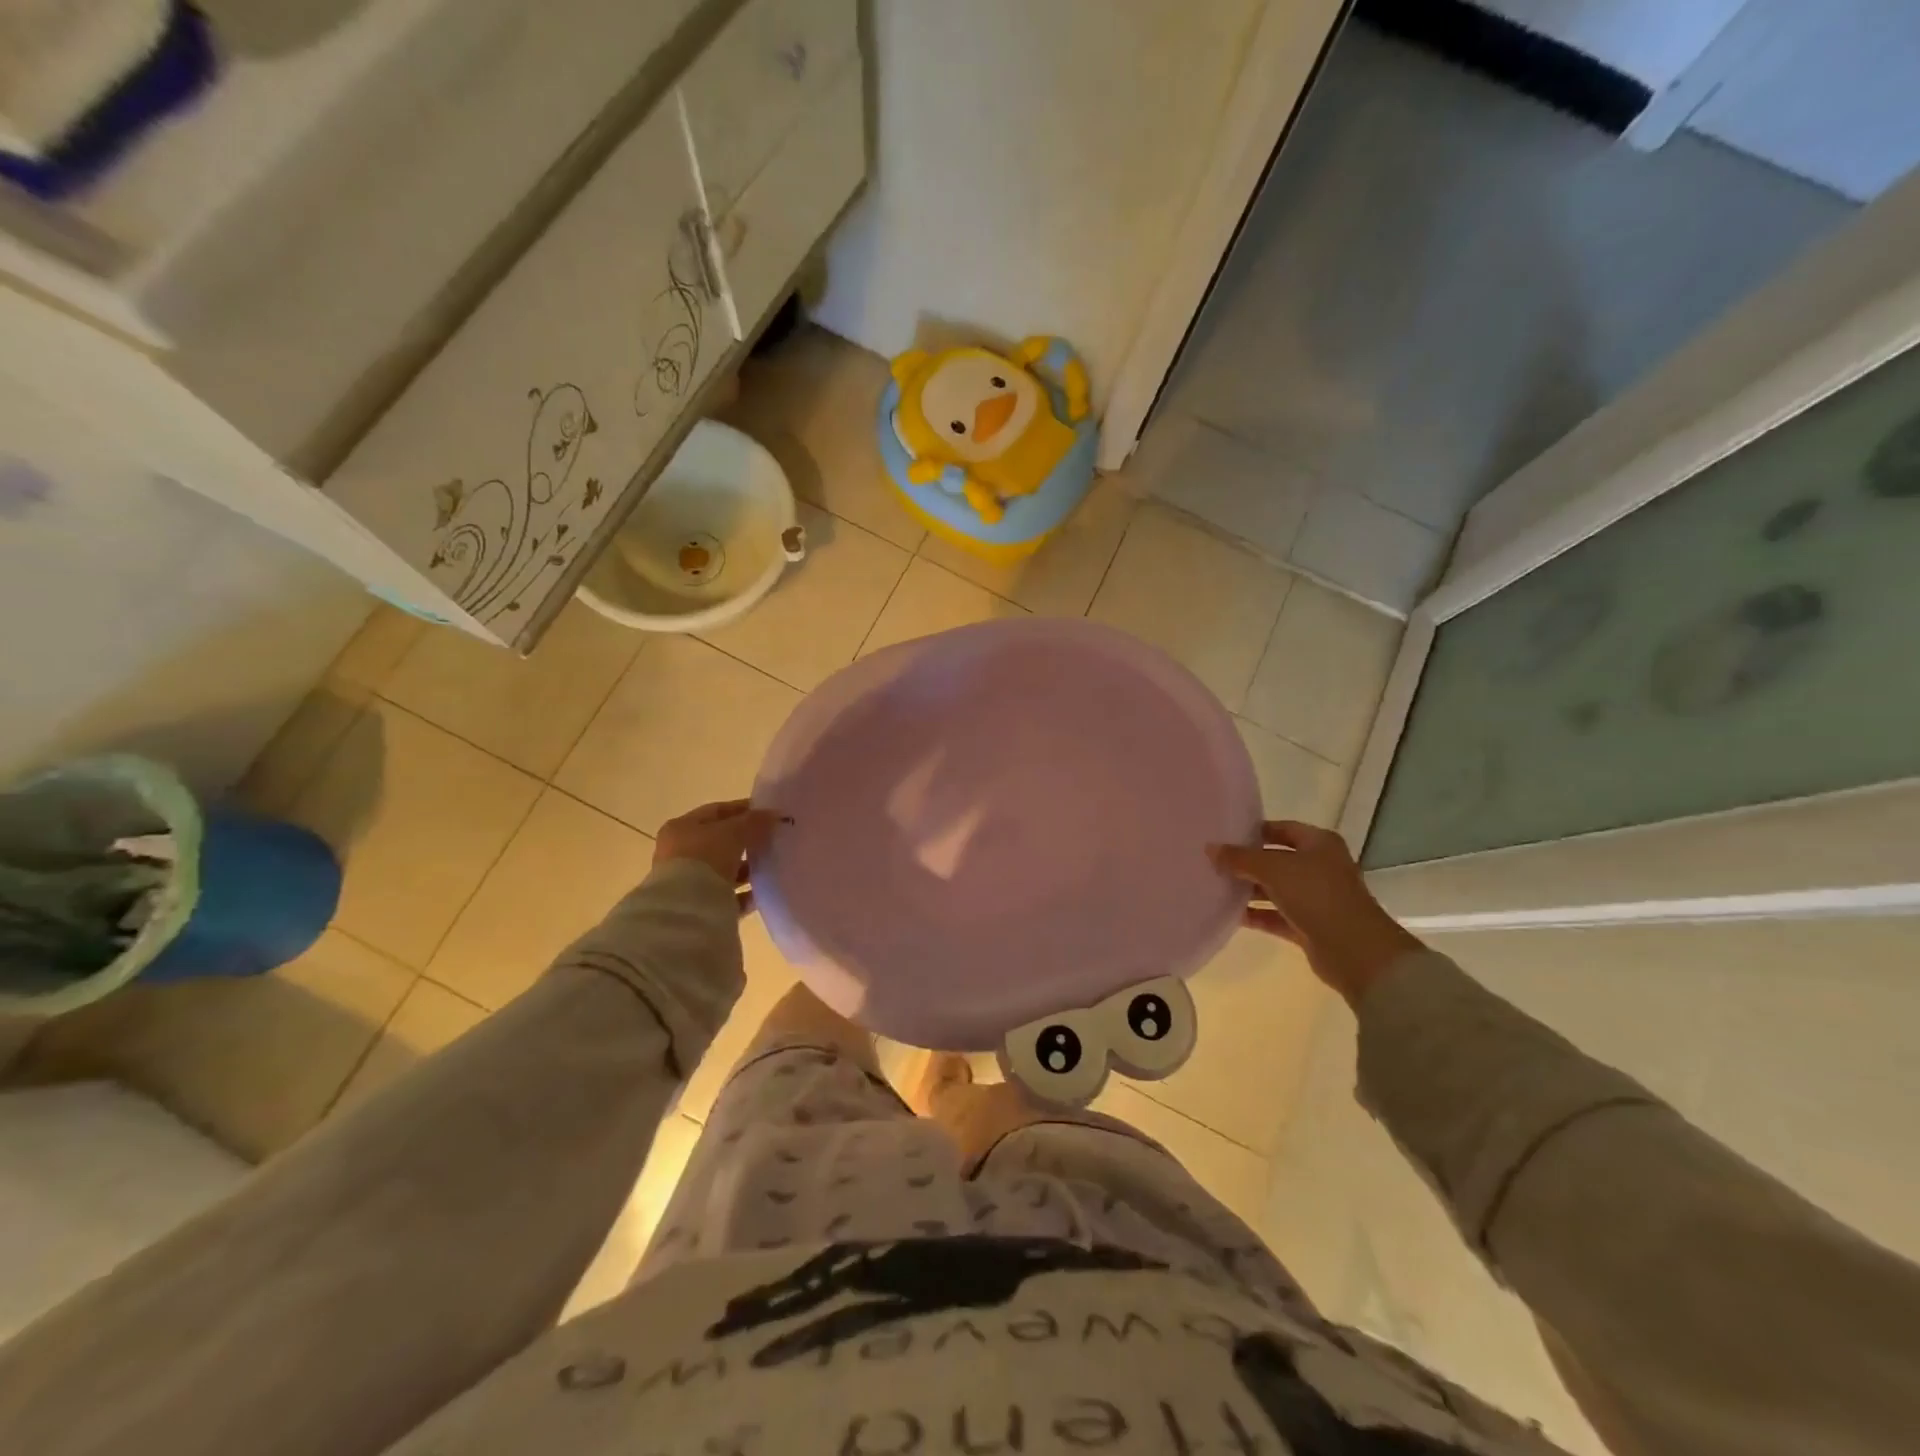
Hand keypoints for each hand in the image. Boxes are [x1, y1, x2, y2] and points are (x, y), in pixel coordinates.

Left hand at [654, 800, 782, 915]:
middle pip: (719, 842)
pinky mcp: (697, 906)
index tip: (768, 814)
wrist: (685, 908)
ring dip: (745, 868)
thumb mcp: (733, 832)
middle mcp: (679, 852)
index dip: (743, 810)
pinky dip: (743, 894)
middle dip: (745, 841)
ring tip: (770, 867)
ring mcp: (686, 880)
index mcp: (681, 828)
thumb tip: (773, 815)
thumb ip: (753, 822)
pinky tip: (761, 892)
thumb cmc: (705, 858)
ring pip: (722, 870)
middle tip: (771, 840)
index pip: (716, 811)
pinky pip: (725, 896)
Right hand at [1209, 820, 1424, 1008]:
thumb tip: (1210, 849)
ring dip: (1249, 889)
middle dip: (1246, 862)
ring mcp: (1315, 898)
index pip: (1281, 829)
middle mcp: (1319, 867)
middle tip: (1213, 862)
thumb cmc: (1317, 896)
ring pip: (1275, 889)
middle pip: (1276, 860)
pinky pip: (1276, 915)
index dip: (1254, 831)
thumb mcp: (1273, 869)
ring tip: (1214, 886)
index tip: (1224, 836)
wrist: (1354, 950)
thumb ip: (1240, 858)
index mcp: (1319, 844)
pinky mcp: (1309, 926)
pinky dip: (1256, 914)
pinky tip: (1229, 914)